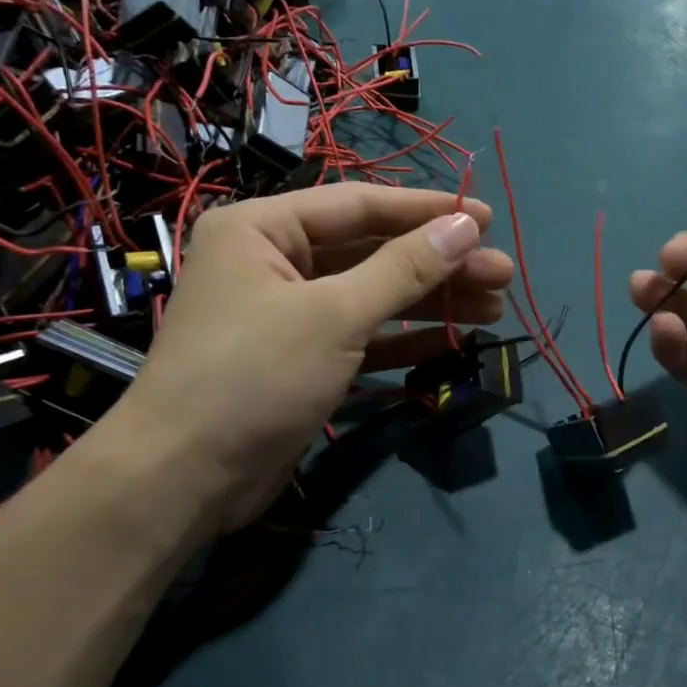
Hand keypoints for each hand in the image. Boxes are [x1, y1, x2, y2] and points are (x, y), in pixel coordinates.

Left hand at [109, 185, 513, 533]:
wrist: (183, 480)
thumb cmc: (254, 376)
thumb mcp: (335, 314)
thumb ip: (404, 268)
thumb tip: (465, 225)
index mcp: (264, 228)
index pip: (361, 206)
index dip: (428, 211)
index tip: (487, 218)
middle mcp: (274, 261)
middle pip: (373, 252)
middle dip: (439, 264)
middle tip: (503, 274)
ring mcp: (289, 314)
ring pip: (373, 295)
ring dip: (431, 301)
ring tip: (494, 307)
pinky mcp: (302, 359)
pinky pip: (362, 336)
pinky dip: (405, 339)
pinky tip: (454, 340)